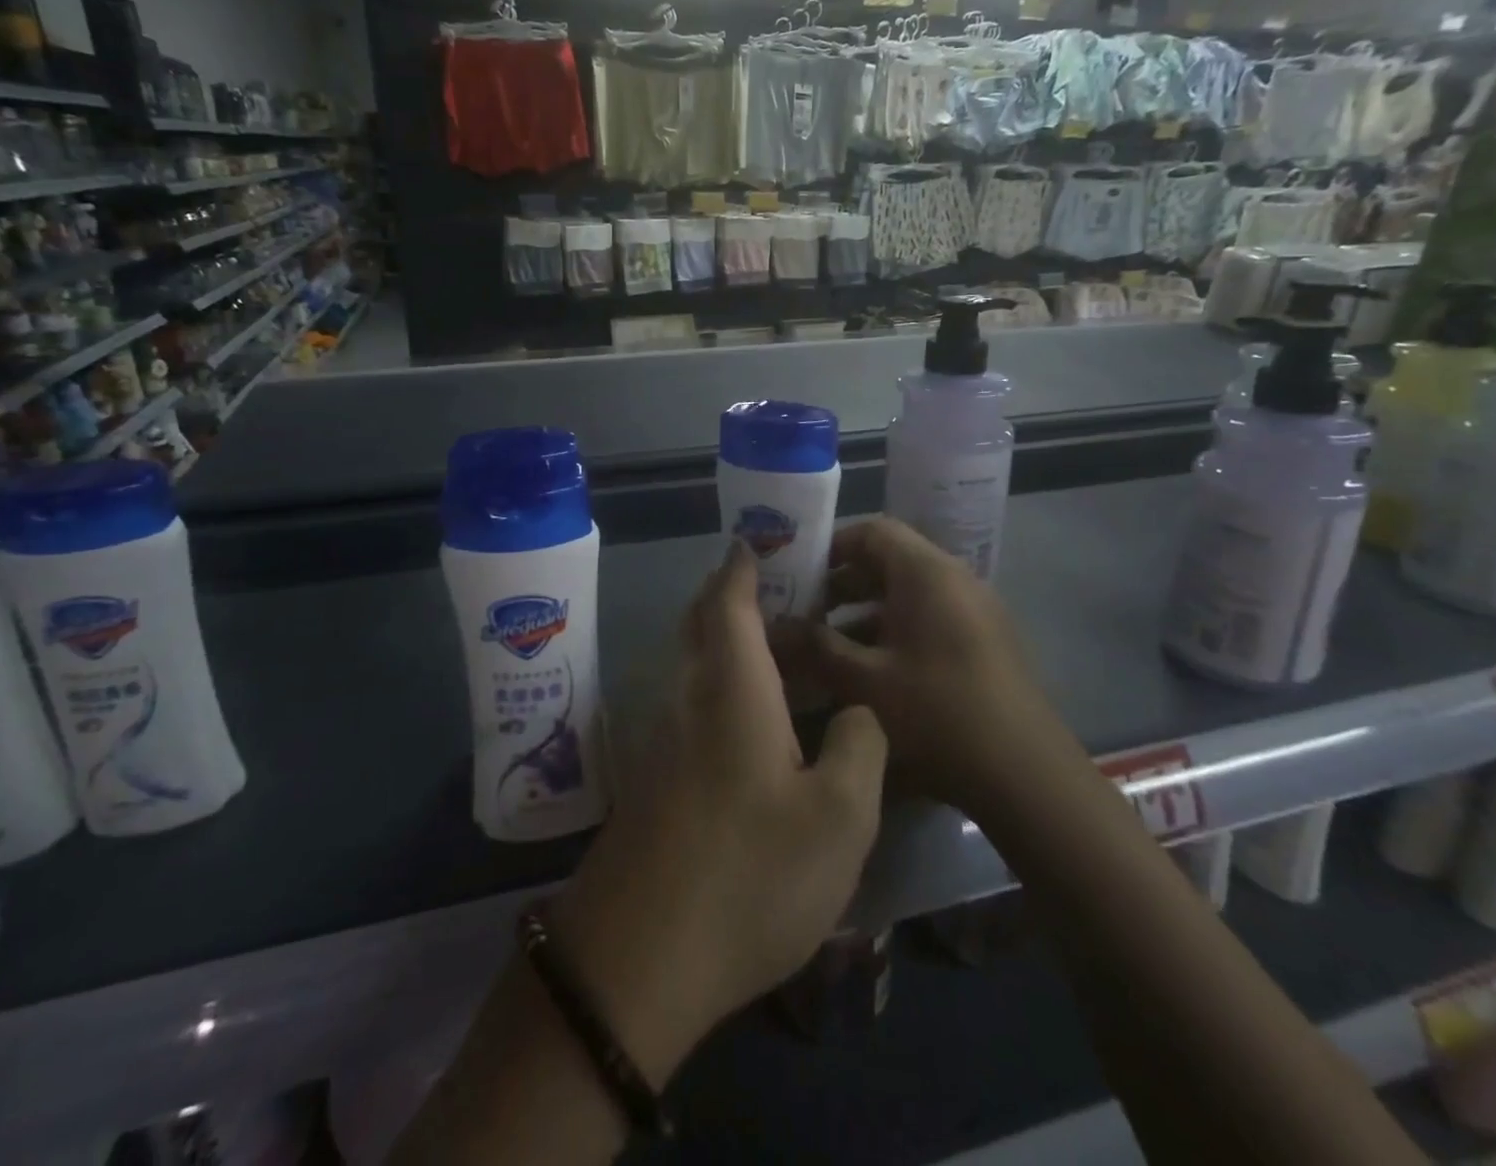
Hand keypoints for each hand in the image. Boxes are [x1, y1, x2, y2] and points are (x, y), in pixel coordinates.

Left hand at [550, 541, 887, 1085]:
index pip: (729, 600)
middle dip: (730, 593)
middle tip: (776, 585)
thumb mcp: (839, 818)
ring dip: (724, 639)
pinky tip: (750, 717)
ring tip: (775, 645)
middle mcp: (688, 696)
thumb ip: (858, 747)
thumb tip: (854, 712)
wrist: (636, 959)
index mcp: (731, 686)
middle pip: (700, 622)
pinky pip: (688, 702)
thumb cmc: (749, 874)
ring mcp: (661, 737)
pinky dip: (718, 682)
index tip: (758, 538)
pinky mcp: (652, 777)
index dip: (743, 563)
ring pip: (692, 663)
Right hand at [770, 517, 1080, 821]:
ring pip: (907, 593)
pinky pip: (929, 617)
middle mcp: (954, 579)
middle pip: (889, 560)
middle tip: (802, 610)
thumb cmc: (939, 713)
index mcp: (926, 573)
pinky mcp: (984, 641)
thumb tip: (772, 629)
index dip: (830, 546)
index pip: (872, 531)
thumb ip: (815, 648)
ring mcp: (974, 610)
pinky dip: (893, 630)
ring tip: (825, 644)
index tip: (795, 574)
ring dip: (864, 611)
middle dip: (841, 583)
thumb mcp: (865, 682)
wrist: (1026, 775)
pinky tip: (868, 670)